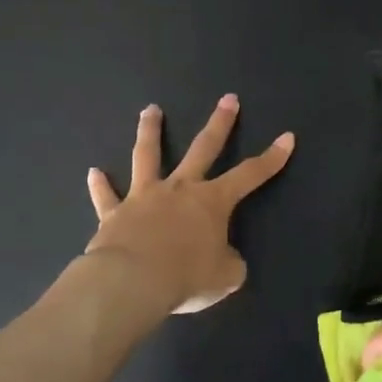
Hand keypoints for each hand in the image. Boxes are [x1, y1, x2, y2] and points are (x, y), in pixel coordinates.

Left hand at [85, 95, 294, 314]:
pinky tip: (94, 172)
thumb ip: (229, 263)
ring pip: (147, 156)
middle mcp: (179, 189)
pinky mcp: (114, 214)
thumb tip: (225, 260)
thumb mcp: (225, 277)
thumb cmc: (186, 276)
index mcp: (212, 201)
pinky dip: (100, 185)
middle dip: (219, 123)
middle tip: (228, 99)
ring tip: (150, 110)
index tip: (287, 138)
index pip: (250, 175)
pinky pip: (106, 197)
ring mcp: (144, 197)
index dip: (272, 158)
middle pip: (203, 148)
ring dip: (150, 131)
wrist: (132, 282)